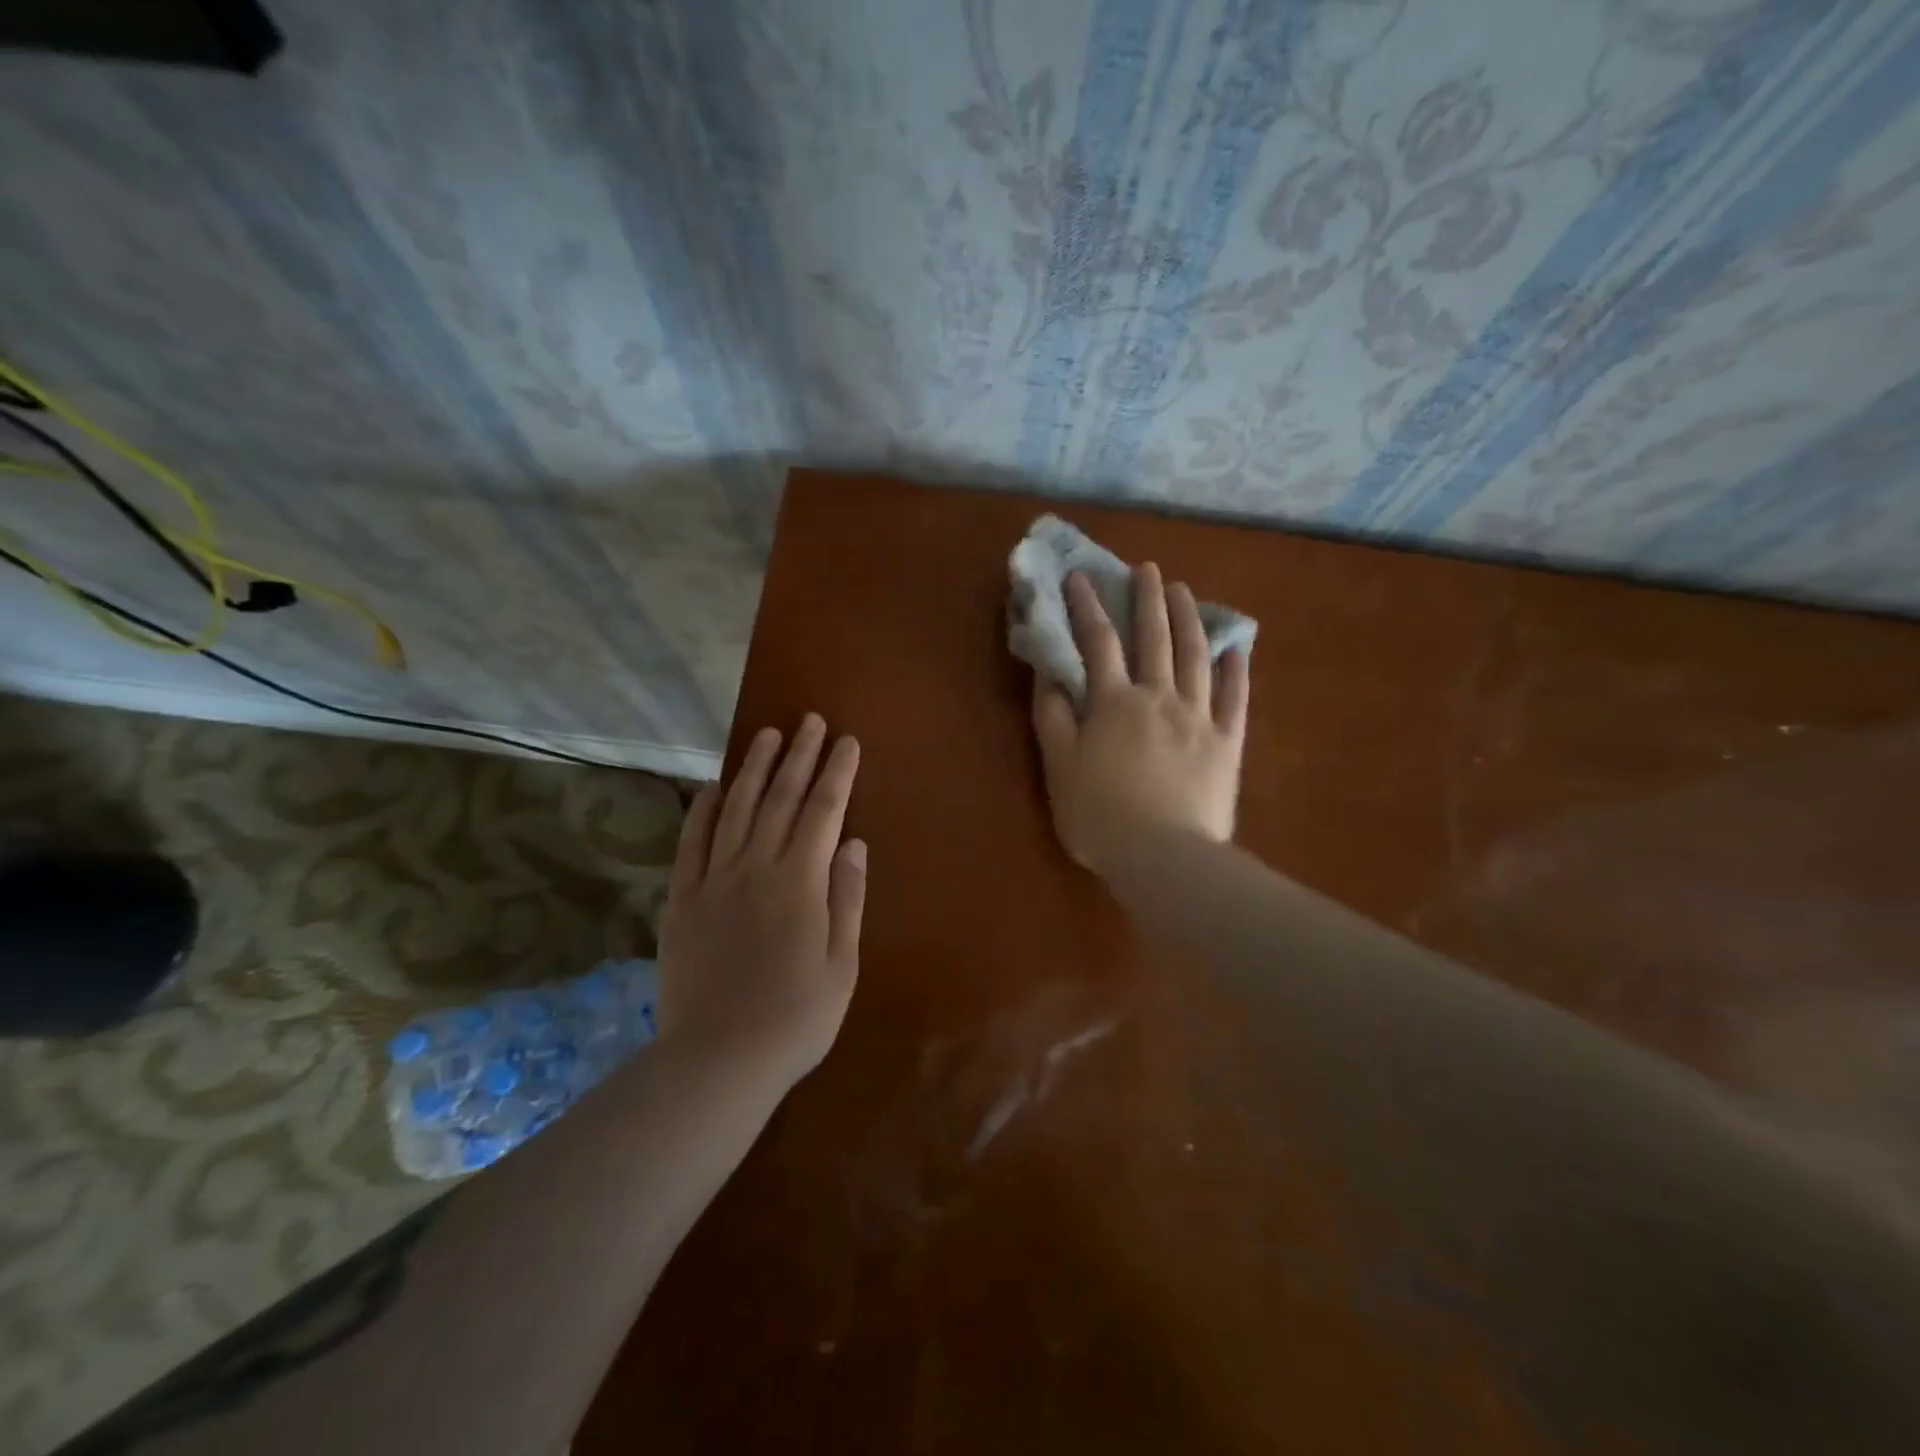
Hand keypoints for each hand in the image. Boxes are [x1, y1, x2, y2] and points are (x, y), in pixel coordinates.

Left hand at [657, 714, 865, 1091]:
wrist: (718, 1059)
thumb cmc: (796, 1018)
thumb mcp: (842, 964)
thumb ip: (846, 898)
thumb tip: (852, 843)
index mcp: (800, 882)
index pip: (823, 811)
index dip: (837, 773)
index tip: (846, 741)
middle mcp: (756, 867)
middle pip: (781, 799)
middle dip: (799, 756)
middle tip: (810, 720)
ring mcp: (714, 881)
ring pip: (737, 810)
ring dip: (755, 769)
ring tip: (768, 735)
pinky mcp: (682, 900)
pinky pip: (692, 843)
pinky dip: (703, 810)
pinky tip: (714, 786)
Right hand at [1031, 563, 1248, 874]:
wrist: (1164, 856)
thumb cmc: (1100, 816)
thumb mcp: (1059, 768)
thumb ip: (1052, 718)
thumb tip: (1049, 674)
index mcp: (1114, 703)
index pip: (1097, 642)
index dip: (1087, 606)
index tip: (1080, 576)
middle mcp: (1158, 697)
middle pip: (1153, 638)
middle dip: (1147, 599)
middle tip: (1146, 568)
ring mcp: (1198, 717)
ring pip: (1195, 656)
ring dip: (1188, 619)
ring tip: (1184, 591)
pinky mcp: (1226, 742)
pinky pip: (1234, 697)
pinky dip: (1235, 668)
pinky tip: (1237, 646)